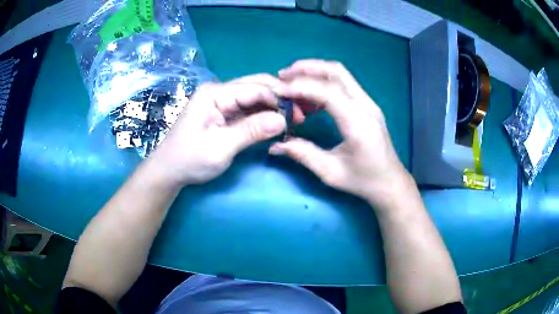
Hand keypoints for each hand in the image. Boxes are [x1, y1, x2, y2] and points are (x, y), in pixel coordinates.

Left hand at [150, 74, 304, 186]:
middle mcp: (219, 92)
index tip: (301, 113)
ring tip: (294, 120)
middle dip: (279, 99)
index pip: (255, 88)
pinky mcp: (224, 113)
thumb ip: (251, 131)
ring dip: (274, 108)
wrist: (169, 171)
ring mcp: (221, 102)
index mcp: (215, 93)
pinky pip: (248, 110)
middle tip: (301, 115)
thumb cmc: (189, 159)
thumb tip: (283, 119)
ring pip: (255, 98)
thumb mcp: (220, 147)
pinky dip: (264, 116)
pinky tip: (277, 124)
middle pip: (256, 87)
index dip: (279, 98)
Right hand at [270, 60, 411, 207]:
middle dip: (307, 68)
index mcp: (358, 124)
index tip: (278, 90)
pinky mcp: (367, 104)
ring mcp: (369, 103)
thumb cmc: (364, 181)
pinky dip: (324, 80)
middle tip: (282, 76)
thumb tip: (275, 145)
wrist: (390, 182)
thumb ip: (303, 155)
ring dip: (315, 71)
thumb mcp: (331, 173)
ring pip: (341, 74)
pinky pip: (344, 83)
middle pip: (336, 72)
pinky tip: (310, 94)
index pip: (328, 92)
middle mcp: (366, 106)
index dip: (301, 86)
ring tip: (292, 81)